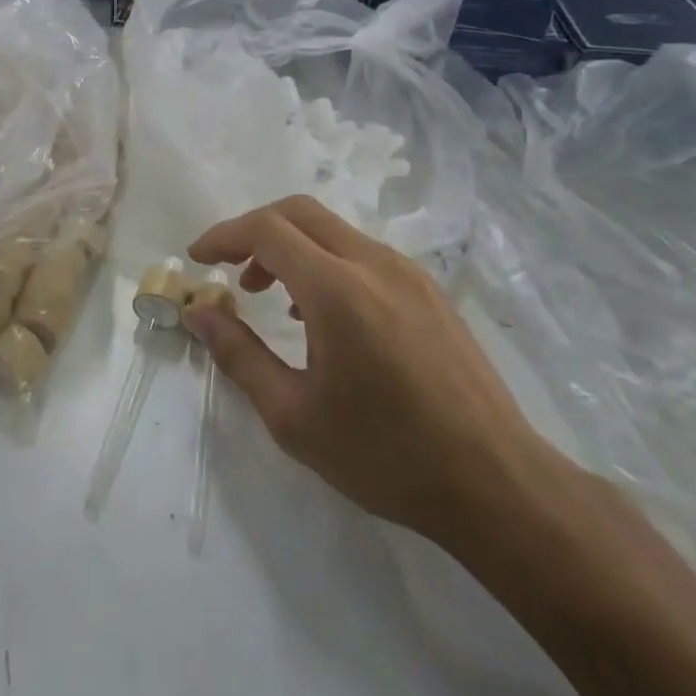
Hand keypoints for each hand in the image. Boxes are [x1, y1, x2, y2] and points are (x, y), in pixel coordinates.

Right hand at [185, 195, 563, 546]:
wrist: (497, 484)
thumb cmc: (385, 455)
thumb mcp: (294, 416)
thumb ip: (238, 354)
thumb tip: (199, 313)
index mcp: (338, 290)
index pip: (267, 230)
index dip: (224, 236)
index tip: (198, 259)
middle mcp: (374, 264)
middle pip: (300, 211)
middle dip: (255, 230)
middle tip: (230, 271)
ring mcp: (408, 273)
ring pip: (334, 230)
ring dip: (292, 247)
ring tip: (271, 297)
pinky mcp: (429, 290)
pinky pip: (363, 254)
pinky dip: (326, 262)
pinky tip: (322, 314)